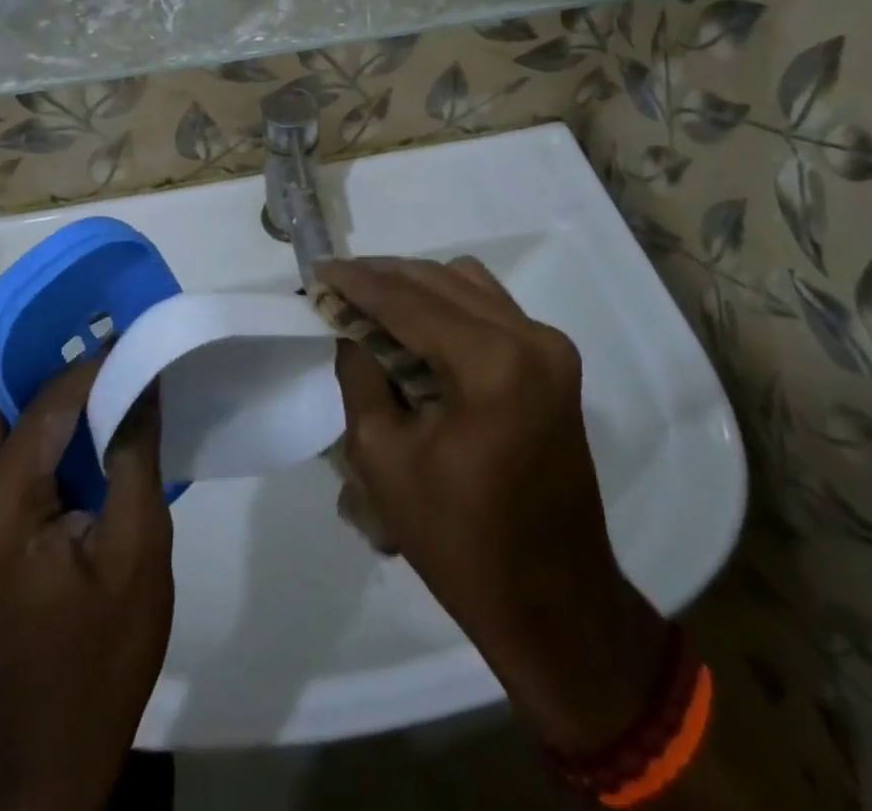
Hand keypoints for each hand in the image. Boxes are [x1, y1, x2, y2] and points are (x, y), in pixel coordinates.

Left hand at [0, 366, 172, 810]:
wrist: (63, 728)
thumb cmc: (104, 641)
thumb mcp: (137, 544)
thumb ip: (135, 451)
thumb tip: (142, 373)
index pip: (47, 401)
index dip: (95, 365)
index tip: (138, 337)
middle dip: (44, 352)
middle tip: (102, 324)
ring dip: (42, 379)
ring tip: (100, 350)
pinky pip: (11, 441)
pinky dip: (44, 412)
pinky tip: (90, 403)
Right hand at [319, 257, 672, 757]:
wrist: (553, 601)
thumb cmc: (459, 540)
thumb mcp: (381, 456)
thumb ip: (360, 373)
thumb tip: (349, 326)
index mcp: (492, 362)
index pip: (408, 300)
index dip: (357, 281)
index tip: (317, 269)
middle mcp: (530, 337)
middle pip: (439, 280)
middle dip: (383, 278)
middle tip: (336, 288)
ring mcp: (550, 346)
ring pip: (466, 283)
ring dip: (416, 287)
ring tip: (371, 306)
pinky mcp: (554, 361)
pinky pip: (490, 307)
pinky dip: (447, 304)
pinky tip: (414, 327)